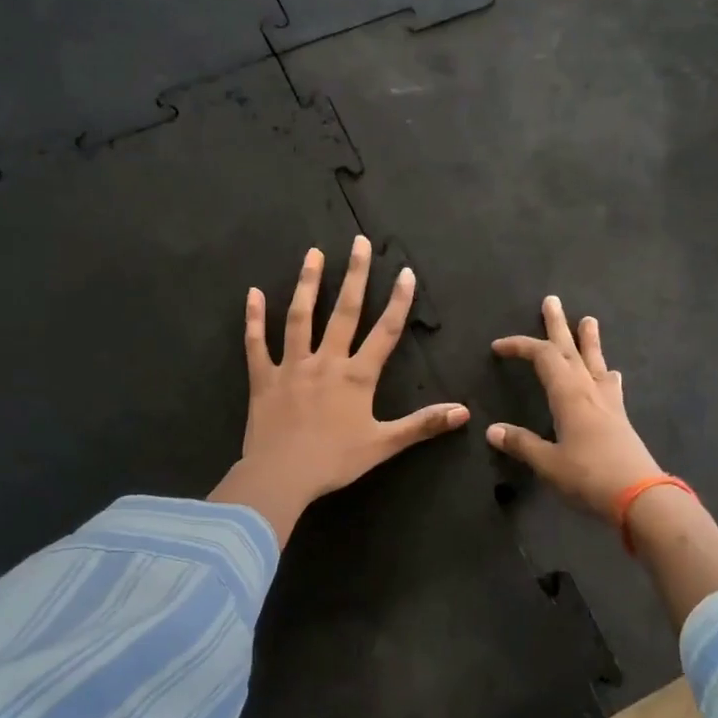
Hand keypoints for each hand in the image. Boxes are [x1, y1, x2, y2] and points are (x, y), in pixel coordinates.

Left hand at [210, 237, 469, 543]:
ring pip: (300, 317)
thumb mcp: (384, 444)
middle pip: (343, 312)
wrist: (282, 475)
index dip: (398, 301)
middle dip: (353, 275)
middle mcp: (326, 361)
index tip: (405, 272)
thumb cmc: (335, 460)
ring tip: (313, 253)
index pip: (384, 332)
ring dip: (307, 283)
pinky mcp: (263, 378)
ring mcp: (292, 366)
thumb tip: (464, 411)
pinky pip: (256, 343)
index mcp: (356, 376)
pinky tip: (253, 293)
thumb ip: (423, 425)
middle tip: (358, 242)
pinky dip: (254, 318)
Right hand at [486, 297, 662, 516]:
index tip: (499, 346)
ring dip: (588, 340)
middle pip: (571, 349)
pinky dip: (606, 374)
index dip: (520, 346)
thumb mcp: (548, 463)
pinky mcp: (620, 418)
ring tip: (589, 320)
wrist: (641, 497)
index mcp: (568, 396)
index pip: (542, 357)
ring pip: (595, 362)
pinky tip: (612, 374)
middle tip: (552, 301)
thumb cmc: (589, 477)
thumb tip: (492, 430)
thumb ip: (521, 444)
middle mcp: (589, 391)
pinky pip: (611, 385)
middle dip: (558, 325)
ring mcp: (608, 403)